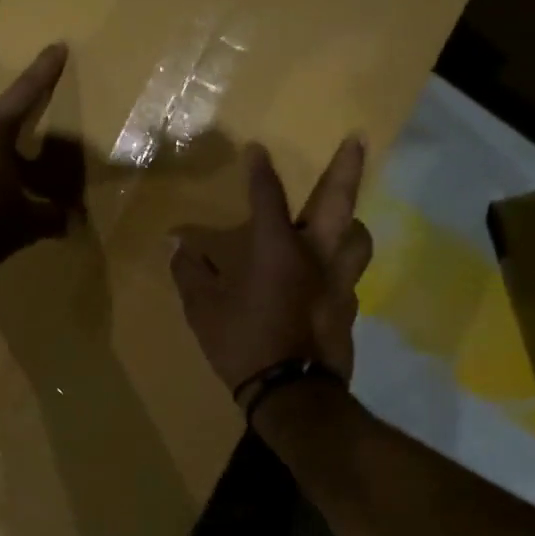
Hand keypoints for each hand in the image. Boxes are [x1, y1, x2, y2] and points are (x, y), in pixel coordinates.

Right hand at [170, 138, 374, 392]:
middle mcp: (315, 254)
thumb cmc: (243, 343)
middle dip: (346, 167)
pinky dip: (340, 265)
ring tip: (342, 220)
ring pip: (358, 237)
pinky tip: (326, 276)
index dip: (260, 171)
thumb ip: (190, 271)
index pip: (267, 197)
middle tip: (357, 139)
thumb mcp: (203, 308)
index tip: (257, 149)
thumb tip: (176, 245)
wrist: (293, 396)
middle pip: (338, 201)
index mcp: (276, 248)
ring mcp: (338, 281)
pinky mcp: (348, 307)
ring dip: (351, 221)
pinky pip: (349, 274)